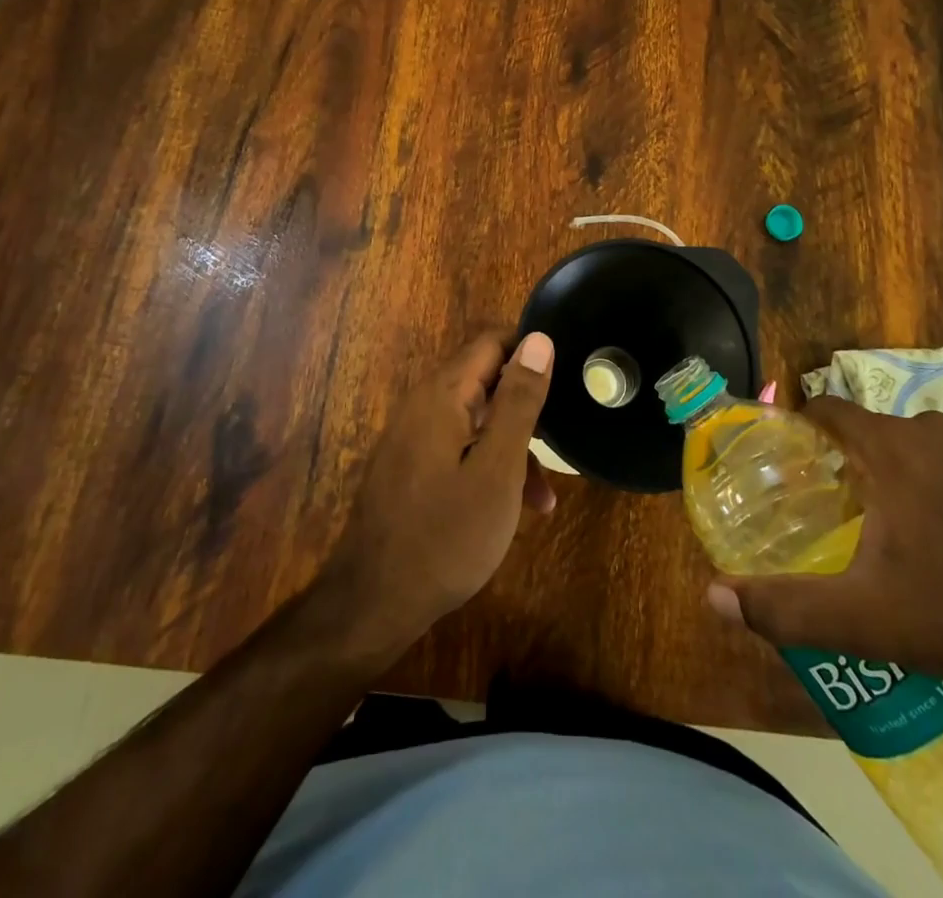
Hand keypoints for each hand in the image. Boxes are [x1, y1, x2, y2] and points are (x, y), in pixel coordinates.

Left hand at [316, 330, 556, 661]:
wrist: (375, 602)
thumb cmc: (447, 534)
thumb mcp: (498, 468)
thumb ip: (519, 400)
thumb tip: (539, 339)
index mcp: (443, 393)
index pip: (491, 342)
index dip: (531, 351)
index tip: (566, 377)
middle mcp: (423, 404)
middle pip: (484, 380)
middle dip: (526, 406)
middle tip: (561, 438)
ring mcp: (412, 437)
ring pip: (475, 420)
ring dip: (512, 444)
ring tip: (544, 495)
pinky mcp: (410, 467)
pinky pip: (458, 447)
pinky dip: (487, 464)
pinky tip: (511, 506)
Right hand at [707, 397, 942, 696]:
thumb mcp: (869, 620)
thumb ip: (787, 607)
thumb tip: (713, 597)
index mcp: (892, 449)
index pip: (829, 408)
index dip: (803, 427)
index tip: (790, 461)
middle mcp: (936, 432)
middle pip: (874, 431)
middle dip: (851, 461)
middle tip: (841, 513)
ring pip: (923, 448)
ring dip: (903, 475)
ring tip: (900, 532)